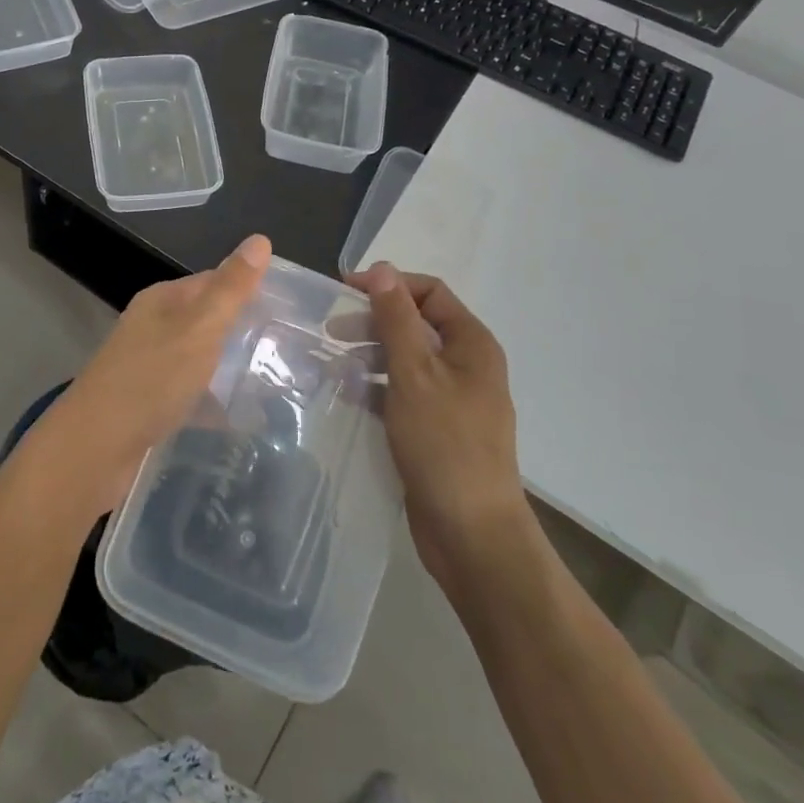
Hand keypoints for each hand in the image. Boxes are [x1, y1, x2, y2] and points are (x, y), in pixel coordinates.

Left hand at [25, 234, 271, 515]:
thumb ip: (230, 290)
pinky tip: (245, 420)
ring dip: (233, 369)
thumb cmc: (149, 381)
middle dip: (246, 332)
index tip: (294, 308)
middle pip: (208, 321)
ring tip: (281, 383)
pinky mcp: (150, 407)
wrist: (93, 451)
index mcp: (163, 302)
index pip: (214, 282)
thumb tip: (260, 239)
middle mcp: (153, 329)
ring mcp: (149, 369)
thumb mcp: (198, 329)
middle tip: (295, 349)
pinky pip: (192, 397)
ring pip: (201, 360)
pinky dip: (216, 404)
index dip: (251, 289)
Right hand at [350, 262, 530, 598]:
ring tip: (332, 365)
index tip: (344, 292)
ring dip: (370, 356)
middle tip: (332, 332)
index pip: (430, 292)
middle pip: (416, 324)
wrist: (471, 533)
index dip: (389, 285)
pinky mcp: (435, 429)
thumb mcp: (415, 373)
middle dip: (374, 321)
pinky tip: (347, 396)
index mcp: (471, 344)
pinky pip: (402, 394)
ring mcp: (452, 399)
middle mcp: (466, 365)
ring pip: (406, 360)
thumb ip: (396, 319)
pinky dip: (376, 389)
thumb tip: (382, 269)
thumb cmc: (445, 444)